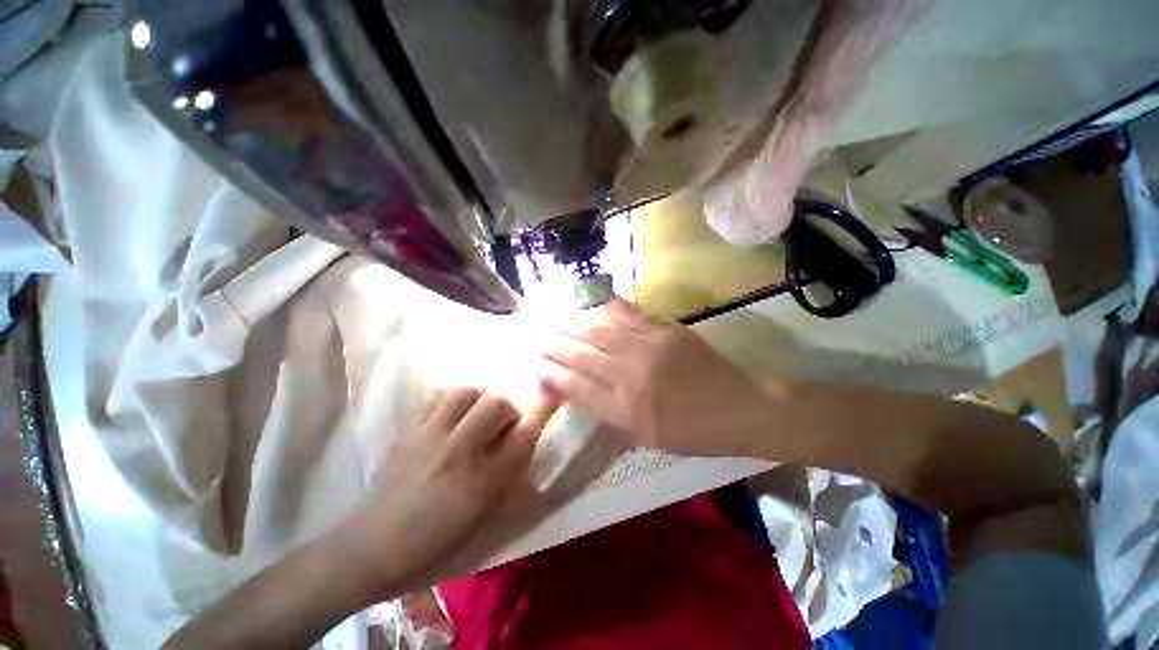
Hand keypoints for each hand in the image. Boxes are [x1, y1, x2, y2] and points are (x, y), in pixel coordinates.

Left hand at [341, 387, 547, 594]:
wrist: (369, 547)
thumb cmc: (433, 542)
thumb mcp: (481, 519)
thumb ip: (510, 480)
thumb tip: (525, 448)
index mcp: (482, 479)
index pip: (523, 435)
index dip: (542, 412)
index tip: (553, 397)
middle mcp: (460, 450)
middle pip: (496, 403)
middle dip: (508, 409)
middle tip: (503, 423)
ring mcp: (430, 437)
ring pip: (465, 393)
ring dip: (479, 399)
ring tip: (477, 414)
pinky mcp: (408, 432)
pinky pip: (436, 400)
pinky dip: (452, 402)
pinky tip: (451, 417)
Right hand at [539, 298, 770, 456]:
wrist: (742, 408)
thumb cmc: (694, 432)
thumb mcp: (648, 438)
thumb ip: (612, 415)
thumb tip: (583, 394)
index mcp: (626, 407)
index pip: (577, 385)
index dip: (552, 373)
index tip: (536, 365)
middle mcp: (631, 373)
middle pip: (582, 354)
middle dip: (554, 345)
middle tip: (537, 338)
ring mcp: (648, 346)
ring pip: (599, 331)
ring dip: (573, 325)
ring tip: (555, 321)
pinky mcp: (665, 329)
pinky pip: (628, 315)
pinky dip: (606, 310)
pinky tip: (592, 306)